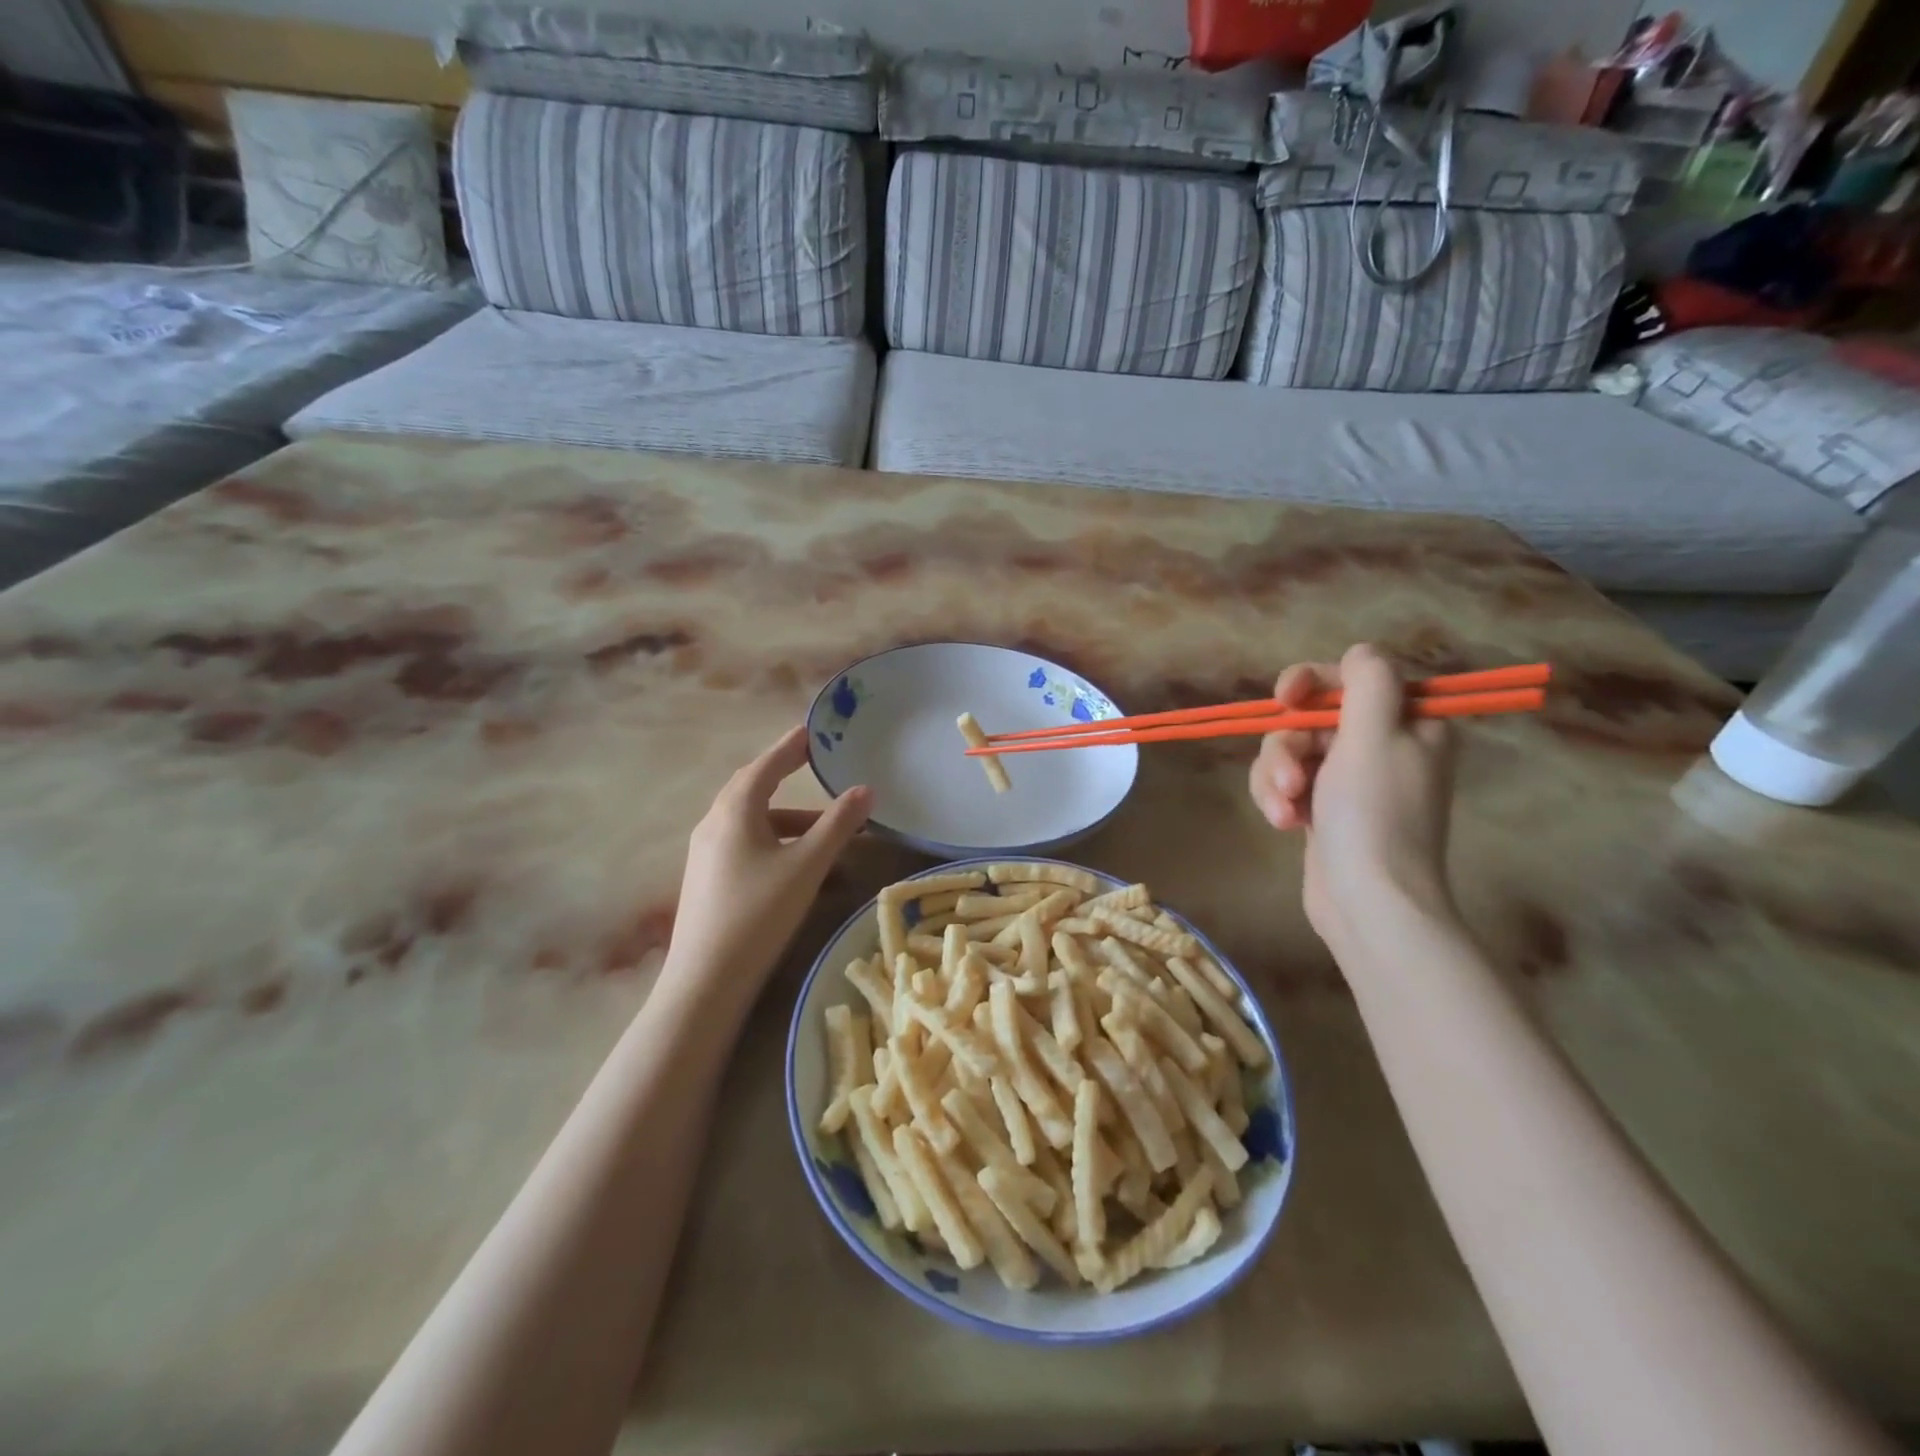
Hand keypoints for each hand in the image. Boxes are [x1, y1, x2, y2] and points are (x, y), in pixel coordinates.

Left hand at [662, 725, 871, 1005]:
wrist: (705, 980)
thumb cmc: (759, 912)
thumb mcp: (807, 865)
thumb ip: (839, 825)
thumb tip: (866, 790)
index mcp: (734, 811)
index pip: (766, 765)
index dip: (790, 747)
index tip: (811, 732)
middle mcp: (714, 824)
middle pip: (752, 790)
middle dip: (785, 777)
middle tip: (811, 766)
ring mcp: (705, 854)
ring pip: (751, 823)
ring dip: (788, 822)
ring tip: (825, 835)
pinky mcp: (706, 880)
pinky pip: (744, 846)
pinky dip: (775, 845)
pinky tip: (799, 870)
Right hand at [1248, 644, 1457, 949]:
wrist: (1368, 901)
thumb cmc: (1374, 814)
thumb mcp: (1375, 734)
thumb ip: (1369, 680)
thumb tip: (1361, 653)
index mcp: (1410, 723)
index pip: (1354, 678)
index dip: (1314, 683)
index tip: (1286, 698)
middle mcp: (1383, 746)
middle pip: (1312, 718)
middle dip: (1289, 747)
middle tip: (1290, 779)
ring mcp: (1351, 780)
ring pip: (1290, 751)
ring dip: (1277, 777)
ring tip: (1284, 811)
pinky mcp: (1323, 808)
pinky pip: (1286, 783)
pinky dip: (1278, 799)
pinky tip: (1284, 824)